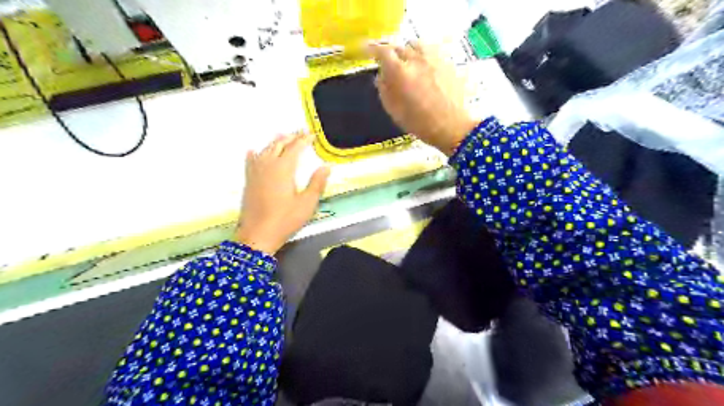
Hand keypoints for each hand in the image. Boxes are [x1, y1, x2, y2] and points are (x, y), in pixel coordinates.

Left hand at [236, 132, 329, 253]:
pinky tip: (254, 151)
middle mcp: (268, 165)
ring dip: (274, 142)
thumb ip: (317, 183)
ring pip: (265, 150)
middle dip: (290, 137)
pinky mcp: (248, 181)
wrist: (257, 234)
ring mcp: (255, 173)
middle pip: (278, 145)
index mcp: (283, 168)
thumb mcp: (307, 203)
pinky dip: (255, 154)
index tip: (311, 135)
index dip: (304, 140)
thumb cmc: (285, 219)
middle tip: (299, 132)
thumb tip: (326, 167)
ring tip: (282, 136)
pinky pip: (250, 161)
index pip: (295, 148)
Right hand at [369, 42, 478, 154]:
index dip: (373, 49)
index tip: (367, 50)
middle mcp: (417, 60)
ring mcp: (434, 59)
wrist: (452, 126)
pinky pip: (430, 51)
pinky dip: (422, 56)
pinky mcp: (447, 62)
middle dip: (391, 55)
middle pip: (399, 47)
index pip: (383, 51)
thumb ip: (384, 90)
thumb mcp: (395, 111)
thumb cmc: (420, 123)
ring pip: (416, 45)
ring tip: (408, 64)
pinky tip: (424, 68)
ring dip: (408, 52)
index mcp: (401, 72)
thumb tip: (380, 76)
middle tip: (389, 65)